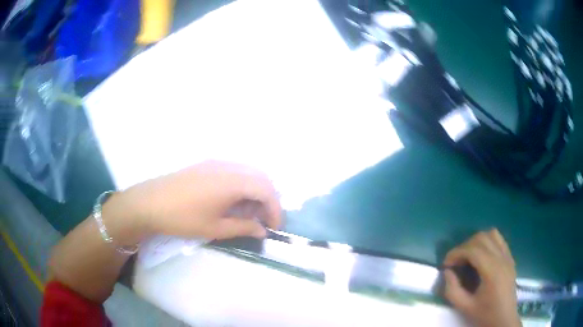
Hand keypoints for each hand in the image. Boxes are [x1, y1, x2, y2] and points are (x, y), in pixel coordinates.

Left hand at [104, 161, 282, 243]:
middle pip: (261, 177)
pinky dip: (242, 186)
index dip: (275, 209)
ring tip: (249, 214)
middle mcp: (228, 166)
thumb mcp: (215, 228)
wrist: (149, 203)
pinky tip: (233, 202)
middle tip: (264, 220)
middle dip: (269, 199)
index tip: (274, 228)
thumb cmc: (182, 218)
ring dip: (255, 192)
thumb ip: (243, 227)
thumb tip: (262, 230)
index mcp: (232, 181)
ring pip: (248, 173)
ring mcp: (216, 163)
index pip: (266, 190)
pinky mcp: (207, 165)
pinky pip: (234, 172)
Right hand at [443, 229, 521, 326]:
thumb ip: (452, 290)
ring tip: (468, 257)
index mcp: (492, 271)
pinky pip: (499, 240)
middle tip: (455, 262)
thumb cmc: (485, 314)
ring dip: (476, 242)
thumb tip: (447, 272)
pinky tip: (481, 256)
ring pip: (491, 234)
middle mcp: (502, 258)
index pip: (473, 249)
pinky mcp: (510, 257)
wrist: (504, 318)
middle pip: (481, 238)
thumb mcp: (465, 307)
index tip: (446, 264)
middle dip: (464, 246)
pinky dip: (487, 242)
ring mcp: (508, 256)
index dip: (456, 252)